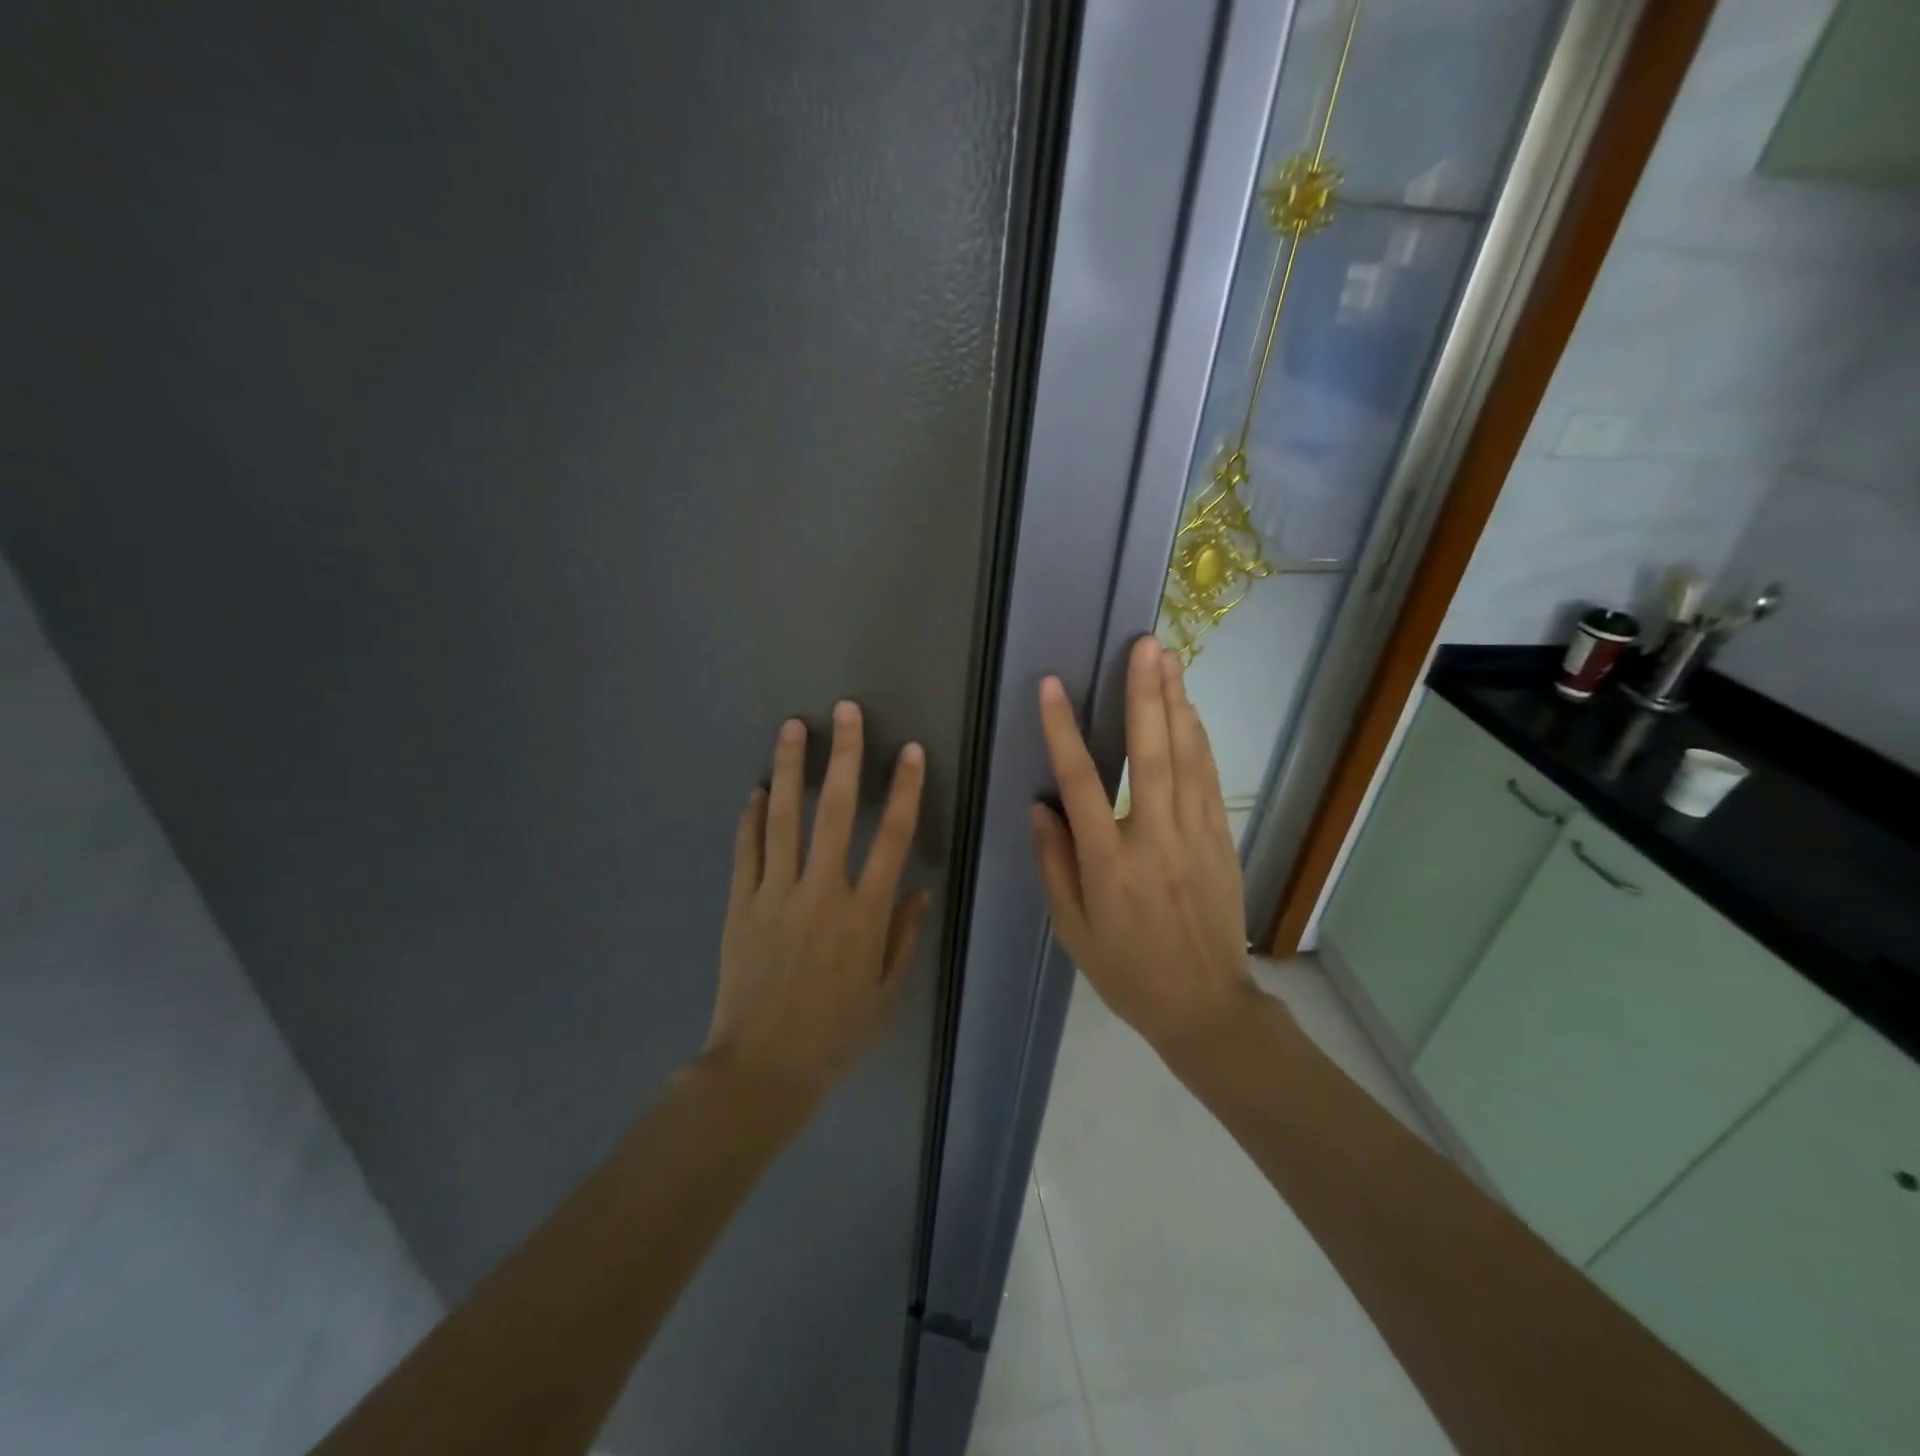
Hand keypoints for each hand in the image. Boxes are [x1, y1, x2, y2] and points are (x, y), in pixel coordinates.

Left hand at [705, 702, 930, 1106]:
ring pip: (784, 818)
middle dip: (844, 756)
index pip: (892, 837)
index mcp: (865, 913)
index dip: (904, 790)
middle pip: (836, 811)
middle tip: (845, 712)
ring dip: (790, 769)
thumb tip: (919, 887)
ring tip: (792, 728)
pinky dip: (749, 819)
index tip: (908, 751)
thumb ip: (905, 935)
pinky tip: (755, 791)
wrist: (762, 1070)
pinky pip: (746, 852)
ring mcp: (775, 895)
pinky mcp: (740, 906)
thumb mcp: (887, 993)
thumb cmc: (835, 1035)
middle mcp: (821, 891)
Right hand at [1031, 636, 1256, 1061]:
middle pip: (1149, 753)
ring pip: (1185, 757)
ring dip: (1175, 703)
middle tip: (1143, 646)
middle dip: (1144, 694)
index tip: (1051, 687)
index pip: (1080, 783)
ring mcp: (1195, 835)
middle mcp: (1154, 838)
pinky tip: (1190, 710)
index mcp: (1109, 864)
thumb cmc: (1128, 972)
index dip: (1062, 730)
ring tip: (1168, 658)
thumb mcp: (1073, 930)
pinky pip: (1209, 778)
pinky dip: (1199, 739)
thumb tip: (1040, 807)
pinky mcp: (1221, 839)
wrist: (1206, 1006)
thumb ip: (1055, 864)